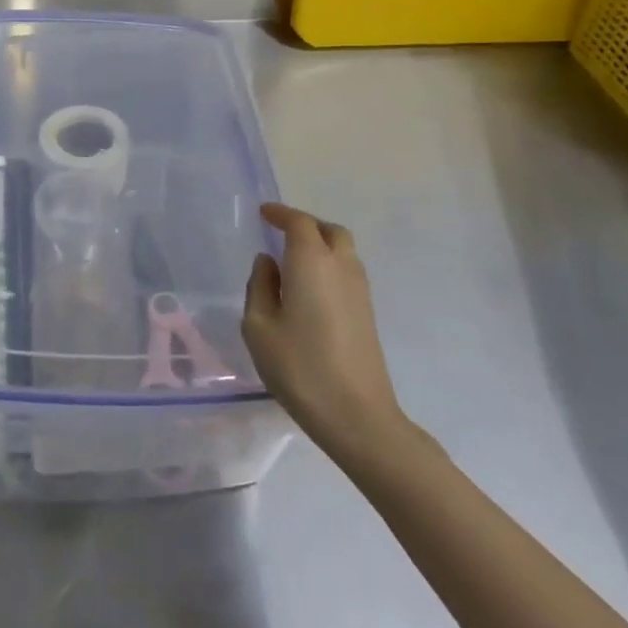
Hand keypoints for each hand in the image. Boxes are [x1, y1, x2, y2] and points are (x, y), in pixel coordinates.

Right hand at [243, 203, 406, 455]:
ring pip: (343, 250)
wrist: (357, 414)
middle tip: (280, 234)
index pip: (299, 223)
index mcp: (312, 262)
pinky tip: (310, 289)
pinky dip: (329, 266)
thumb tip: (268, 263)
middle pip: (329, 230)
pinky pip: (347, 272)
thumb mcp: (259, 327)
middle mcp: (341, 266)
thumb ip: (260, 287)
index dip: (280, 214)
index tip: (263, 213)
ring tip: (292, 262)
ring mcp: (360, 290)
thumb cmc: (299, 367)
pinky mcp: (368, 312)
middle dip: (305, 225)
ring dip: (320, 245)